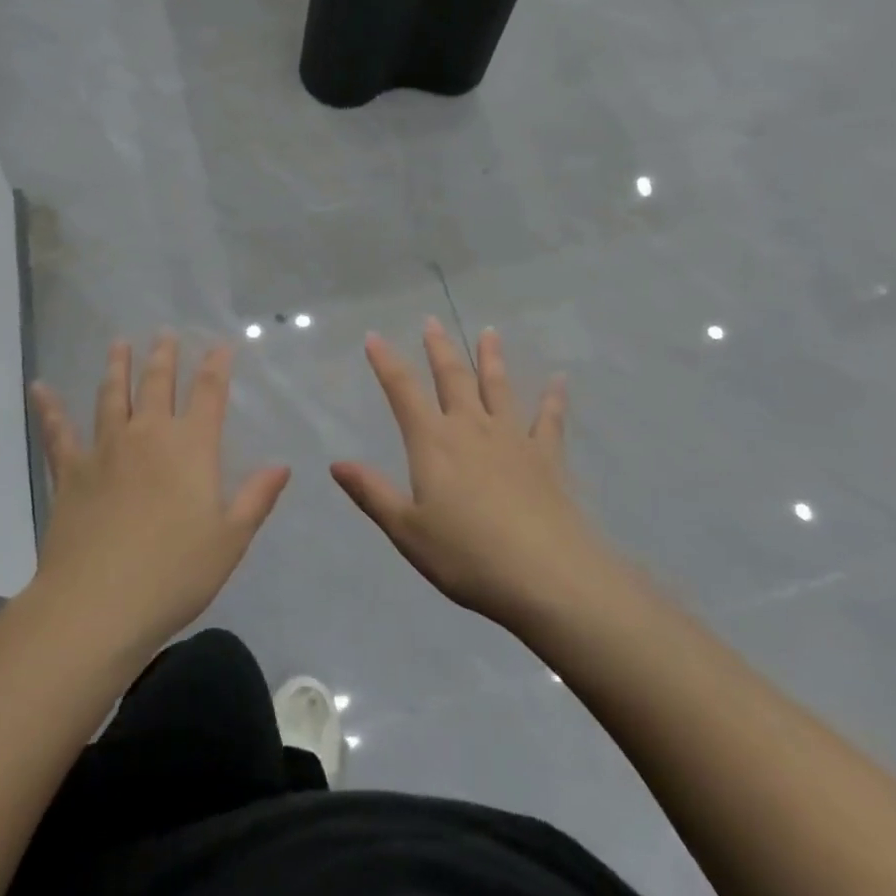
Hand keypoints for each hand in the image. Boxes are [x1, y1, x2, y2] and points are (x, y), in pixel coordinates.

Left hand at [29, 335, 288, 659]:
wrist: (98, 604)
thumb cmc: (174, 573)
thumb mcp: (230, 540)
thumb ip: (256, 498)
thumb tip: (281, 466)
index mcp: (191, 447)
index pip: (209, 393)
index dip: (216, 366)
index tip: (219, 345)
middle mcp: (148, 435)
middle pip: (157, 384)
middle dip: (164, 356)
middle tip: (164, 333)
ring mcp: (105, 449)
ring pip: (112, 396)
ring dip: (117, 367)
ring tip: (119, 343)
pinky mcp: (70, 471)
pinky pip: (58, 432)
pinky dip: (49, 408)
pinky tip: (40, 387)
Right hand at [333, 319, 608, 631]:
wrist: (547, 575)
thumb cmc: (468, 556)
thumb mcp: (408, 531)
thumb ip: (373, 493)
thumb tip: (336, 463)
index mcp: (433, 443)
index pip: (403, 391)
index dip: (386, 362)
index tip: (375, 336)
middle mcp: (471, 428)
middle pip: (452, 378)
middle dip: (439, 348)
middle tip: (432, 320)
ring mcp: (513, 438)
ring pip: (498, 387)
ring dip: (491, 358)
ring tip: (489, 332)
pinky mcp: (547, 457)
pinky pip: (549, 419)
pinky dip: (553, 398)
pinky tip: (559, 380)